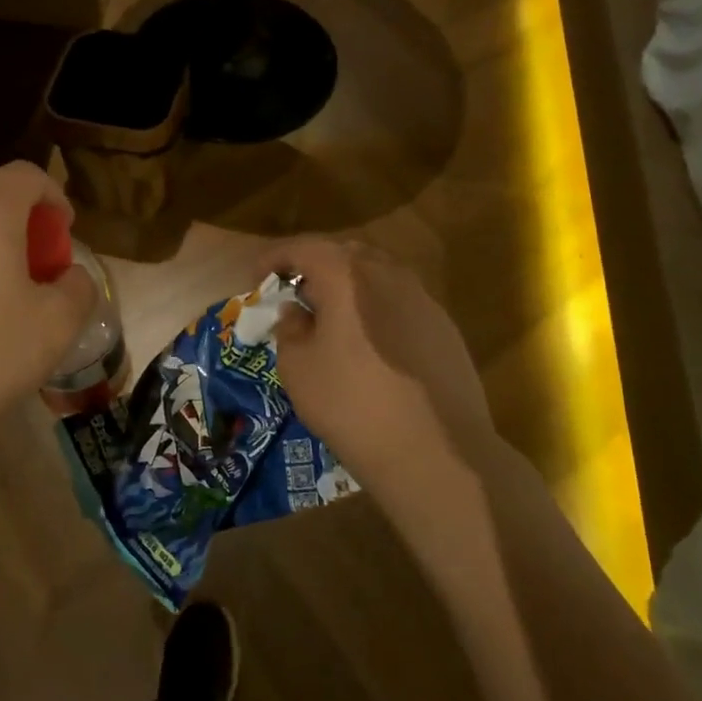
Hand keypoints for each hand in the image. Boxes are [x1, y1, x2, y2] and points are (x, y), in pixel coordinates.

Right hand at [262, 239, 498, 500]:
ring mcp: (422, 298)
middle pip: (344, 253)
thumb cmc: (352, 404)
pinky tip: (369, 343)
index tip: (256, 278)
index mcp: (346, 274)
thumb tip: (296, 311)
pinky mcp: (444, 327)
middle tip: (295, 293)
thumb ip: (290, 328)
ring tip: (331, 317)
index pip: (302, 248)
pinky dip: (376, 309)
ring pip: (377, 275)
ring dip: (349, 286)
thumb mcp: (298, 369)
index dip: (273, 258)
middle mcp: (387, 273)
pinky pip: (400, 302)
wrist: (438, 452)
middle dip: (314, 267)